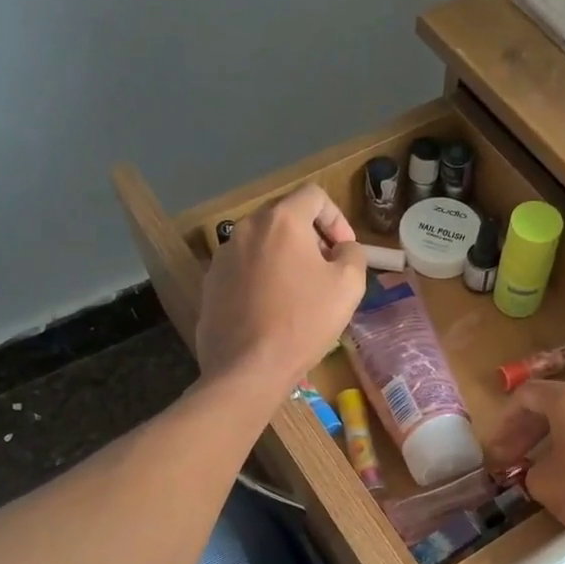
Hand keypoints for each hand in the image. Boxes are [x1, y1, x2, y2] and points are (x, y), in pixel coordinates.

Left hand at [196, 184, 366, 397]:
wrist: (248, 368)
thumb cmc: (303, 322)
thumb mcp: (348, 286)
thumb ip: (353, 254)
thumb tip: (342, 248)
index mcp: (281, 220)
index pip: (314, 196)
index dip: (337, 219)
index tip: (344, 252)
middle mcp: (246, 228)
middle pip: (285, 217)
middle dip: (311, 238)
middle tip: (326, 271)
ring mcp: (223, 256)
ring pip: (262, 244)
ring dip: (285, 258)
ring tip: (299, 294)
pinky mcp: (211, 283)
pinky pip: (244, 269)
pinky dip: (262, 279)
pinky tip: (272, 311)